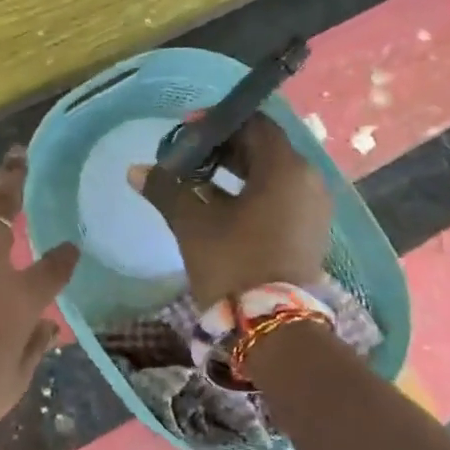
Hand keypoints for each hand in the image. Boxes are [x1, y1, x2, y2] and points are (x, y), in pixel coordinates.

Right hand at [129, 115, 331, 308]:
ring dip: (236, 173)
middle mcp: (308, 180)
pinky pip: (281, 198)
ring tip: (198, 183)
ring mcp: (313, 208)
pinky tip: (220, 208)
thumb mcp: (193, 223)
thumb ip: (167, 189)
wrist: (273, 326)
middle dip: (225, 149)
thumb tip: (136, 170)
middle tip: (188, 158)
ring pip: (272, 175)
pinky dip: (252, 194)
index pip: (254, 124)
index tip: (187, 131)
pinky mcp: (310, 232)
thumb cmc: (233, 263)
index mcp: (284, 168)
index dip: (219, 122)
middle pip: (264, 148)